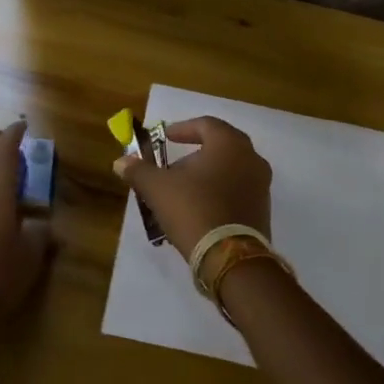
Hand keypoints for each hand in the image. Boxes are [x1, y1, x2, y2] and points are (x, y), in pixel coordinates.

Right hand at [113, 116, 271, 258]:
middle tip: (172, 166)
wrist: (230, 259)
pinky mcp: (262, 211)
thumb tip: (120, 162)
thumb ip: (139, 171)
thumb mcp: (158, 188)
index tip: (165, 137)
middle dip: (193, 155)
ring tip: (181, 192)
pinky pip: (237, 192)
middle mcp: (252, 159)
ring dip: (205, 176)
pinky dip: (218, 194)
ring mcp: (261, 186)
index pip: (206, 124)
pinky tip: (198, 210)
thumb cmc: (194, 209)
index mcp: (230, 144)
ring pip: (229, 171)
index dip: (182, 129)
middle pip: (219, 148)